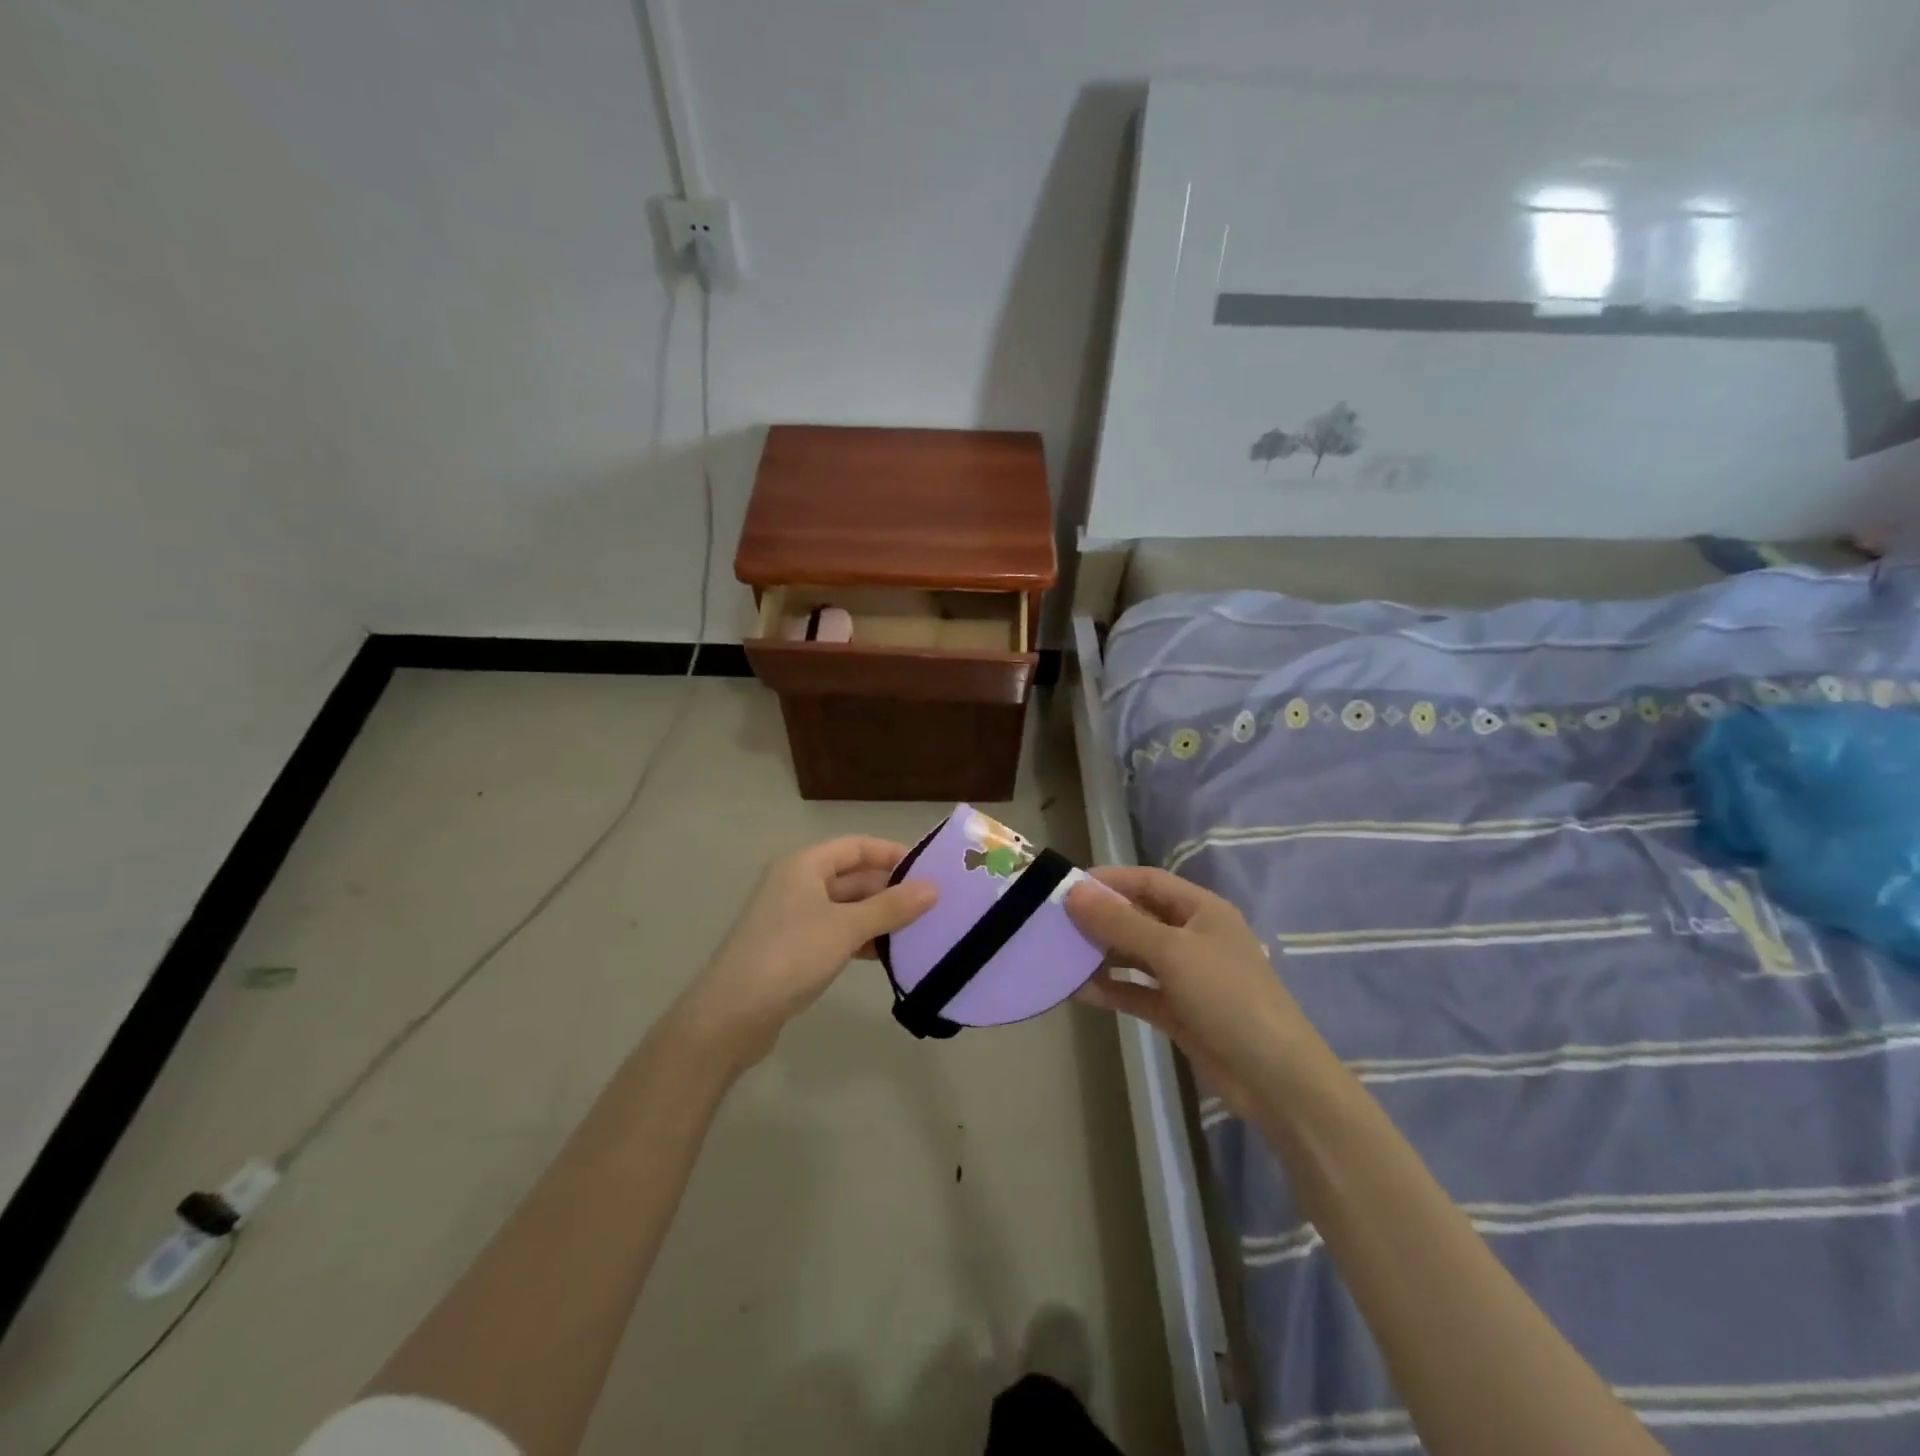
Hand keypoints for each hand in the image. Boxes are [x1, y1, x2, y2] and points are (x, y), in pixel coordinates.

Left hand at [674, 836, 937, 1069]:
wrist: (731, 1015)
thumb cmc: (790, 955)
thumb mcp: (846, 927)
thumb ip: (891, 907)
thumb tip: (933, 888)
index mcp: (805, 865)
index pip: (857, 846)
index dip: (893, 854)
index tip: (930, 870)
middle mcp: (798, 883)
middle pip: (853, 877)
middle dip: (891, 890)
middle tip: (933, 906)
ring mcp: (794, 918)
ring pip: (847, 908)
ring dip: (879, 917)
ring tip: (919, 931)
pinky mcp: (793, 949)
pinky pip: (837, 933)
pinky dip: (861, 939)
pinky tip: (887, 956)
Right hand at [1065, 866, 1301, 1115]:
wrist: (1274, 1078)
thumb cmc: (1227, 996)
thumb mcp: (1171, 952)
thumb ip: (1121, 923)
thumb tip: (1074, 893)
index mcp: (1201, 910)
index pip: (1147, 881)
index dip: (1109, 881)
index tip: (1067, 887)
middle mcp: (1193, 937)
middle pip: (1138, 917)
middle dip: (1100, 919)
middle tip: (1055, 923)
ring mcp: (1186, 976)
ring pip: (1135, 956)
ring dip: (1101, 955)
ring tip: (1060, 956)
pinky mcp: (1178, 1011)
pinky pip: (1137, 991)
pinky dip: (1111, 989)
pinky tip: (1078, 991)